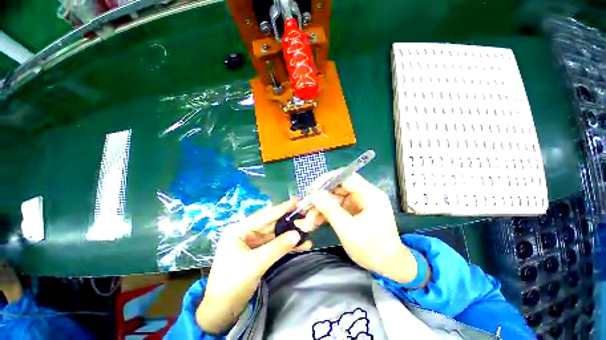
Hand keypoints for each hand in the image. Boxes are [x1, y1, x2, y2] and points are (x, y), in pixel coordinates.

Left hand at [196, 199, 312, 333]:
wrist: (223, 311)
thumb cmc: (232, 284)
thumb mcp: (255, 263)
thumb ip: (277, 248)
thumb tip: (298, 234)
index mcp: (239, 230)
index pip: (264, 216)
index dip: (281, 208)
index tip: (296, 202)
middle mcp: (247, 233)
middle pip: (271, 223)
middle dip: (288, 220)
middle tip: (305, 214)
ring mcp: (254, 243)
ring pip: (275, 234)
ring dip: (290, 233)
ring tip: (307, 229)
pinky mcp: (260, 252)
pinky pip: (276, 245)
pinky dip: (287, 245)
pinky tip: (302, 244)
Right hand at [299, 172, 422, 284]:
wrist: (388, 265)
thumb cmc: (372, 250)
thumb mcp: (349, 230)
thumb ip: (331, 211)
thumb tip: (314, 194)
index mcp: (370, 195)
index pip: (346, 177)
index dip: (327, 180)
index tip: (312, 190)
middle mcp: (364, 194)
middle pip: (338, 187)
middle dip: (321, 196)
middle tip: (306, 206)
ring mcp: (357, 202)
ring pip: (334, 197)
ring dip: (321, 207)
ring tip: (309, 220)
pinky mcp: (352, 210)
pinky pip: (336, 206)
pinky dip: (325, 213)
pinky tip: (315, 222)